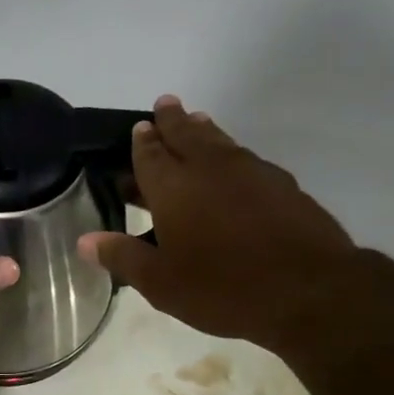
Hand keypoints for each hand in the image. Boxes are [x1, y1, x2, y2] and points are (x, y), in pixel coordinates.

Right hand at [77, 97, 356, 349]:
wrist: (308, 290)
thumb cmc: (222, 288)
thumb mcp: (161, 283)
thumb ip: (123, 256)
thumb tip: (85, 240)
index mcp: (174, 188)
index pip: (150, 154)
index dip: (141, 141)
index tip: (138, 127)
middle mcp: (210, 168)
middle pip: (186, 133)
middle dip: (171, 120)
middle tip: (164, 104)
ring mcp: (251, 171)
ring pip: (220, 140)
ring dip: (203, 129)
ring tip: (195, 122)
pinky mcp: (282, 184)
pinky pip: (246, 158)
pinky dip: (231, 153)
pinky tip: (234, 166)